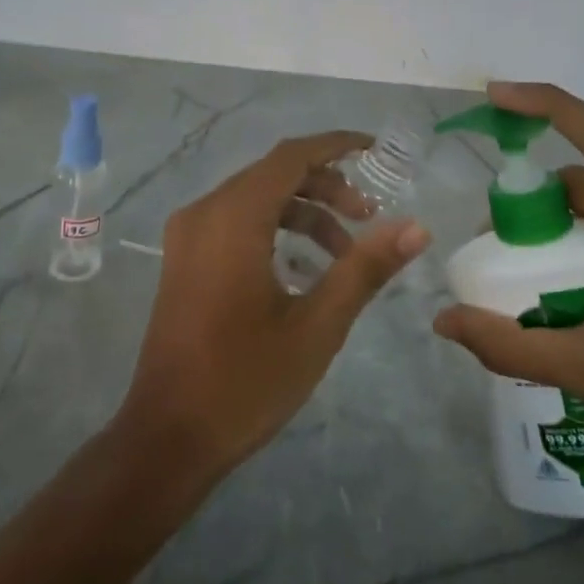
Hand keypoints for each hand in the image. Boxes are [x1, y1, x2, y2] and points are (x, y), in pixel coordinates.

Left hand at [117, 132, 430, 481]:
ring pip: (255, 198)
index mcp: (233, 217)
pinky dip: (274, 228)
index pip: (291, 156)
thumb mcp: (317, 326)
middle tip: (368, 219)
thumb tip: (416, 227)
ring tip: (344, 252)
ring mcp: (188, 235)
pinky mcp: (183, 258)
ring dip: (303, 212)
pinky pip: (236, 221)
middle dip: (326, 187)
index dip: (336, 146)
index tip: (376, 150)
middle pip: (274, 174)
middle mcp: (204, 212)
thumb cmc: (244, 381)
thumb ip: (365, 268)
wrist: (168, 438)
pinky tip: (303, 268)